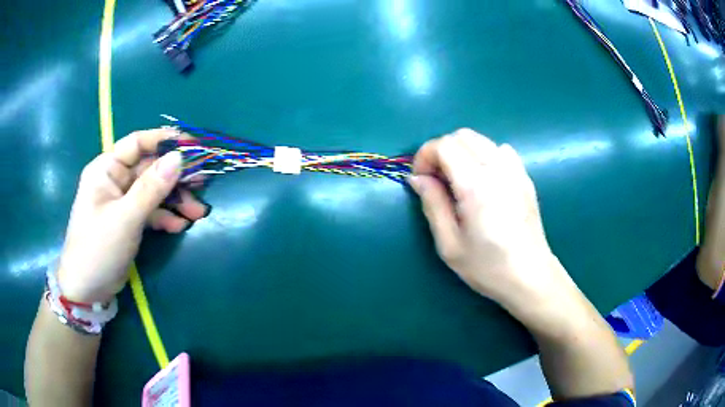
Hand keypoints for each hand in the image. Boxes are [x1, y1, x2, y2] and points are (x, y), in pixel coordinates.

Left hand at [57, 129, 207, 302]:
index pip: (137, 143)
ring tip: (197, 212)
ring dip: (176, 200)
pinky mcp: (129, 221)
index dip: (163, 140)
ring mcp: (123, 201)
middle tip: (202, 182)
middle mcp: (115, 180)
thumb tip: (179, 157)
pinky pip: (152, 211)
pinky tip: (180, 226)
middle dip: (175, 177)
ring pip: (154, 191)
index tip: (191, 145)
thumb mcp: (124, 218)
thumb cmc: (98, 248)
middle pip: (150, 168)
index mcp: (106, 169)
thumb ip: (151, 188)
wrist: (88, 290)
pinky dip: (166, 217)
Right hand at [409, 129, 576, 311]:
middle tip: (436, 179)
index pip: (444, 145)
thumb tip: (417, 177)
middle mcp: (497, 168)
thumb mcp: (449, 244)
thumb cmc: (487, 266)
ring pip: (481, 139)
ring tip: (458, 180)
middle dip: (441, 151)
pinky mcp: (525, 177)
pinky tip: (484, 180)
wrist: (530, 276)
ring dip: (462, 151)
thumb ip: (432, 204)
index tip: (420, 178)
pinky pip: (500, 150)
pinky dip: (484, 155)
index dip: (425, 155)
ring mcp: (515, 170)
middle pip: (462, 136)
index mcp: (476, 185)